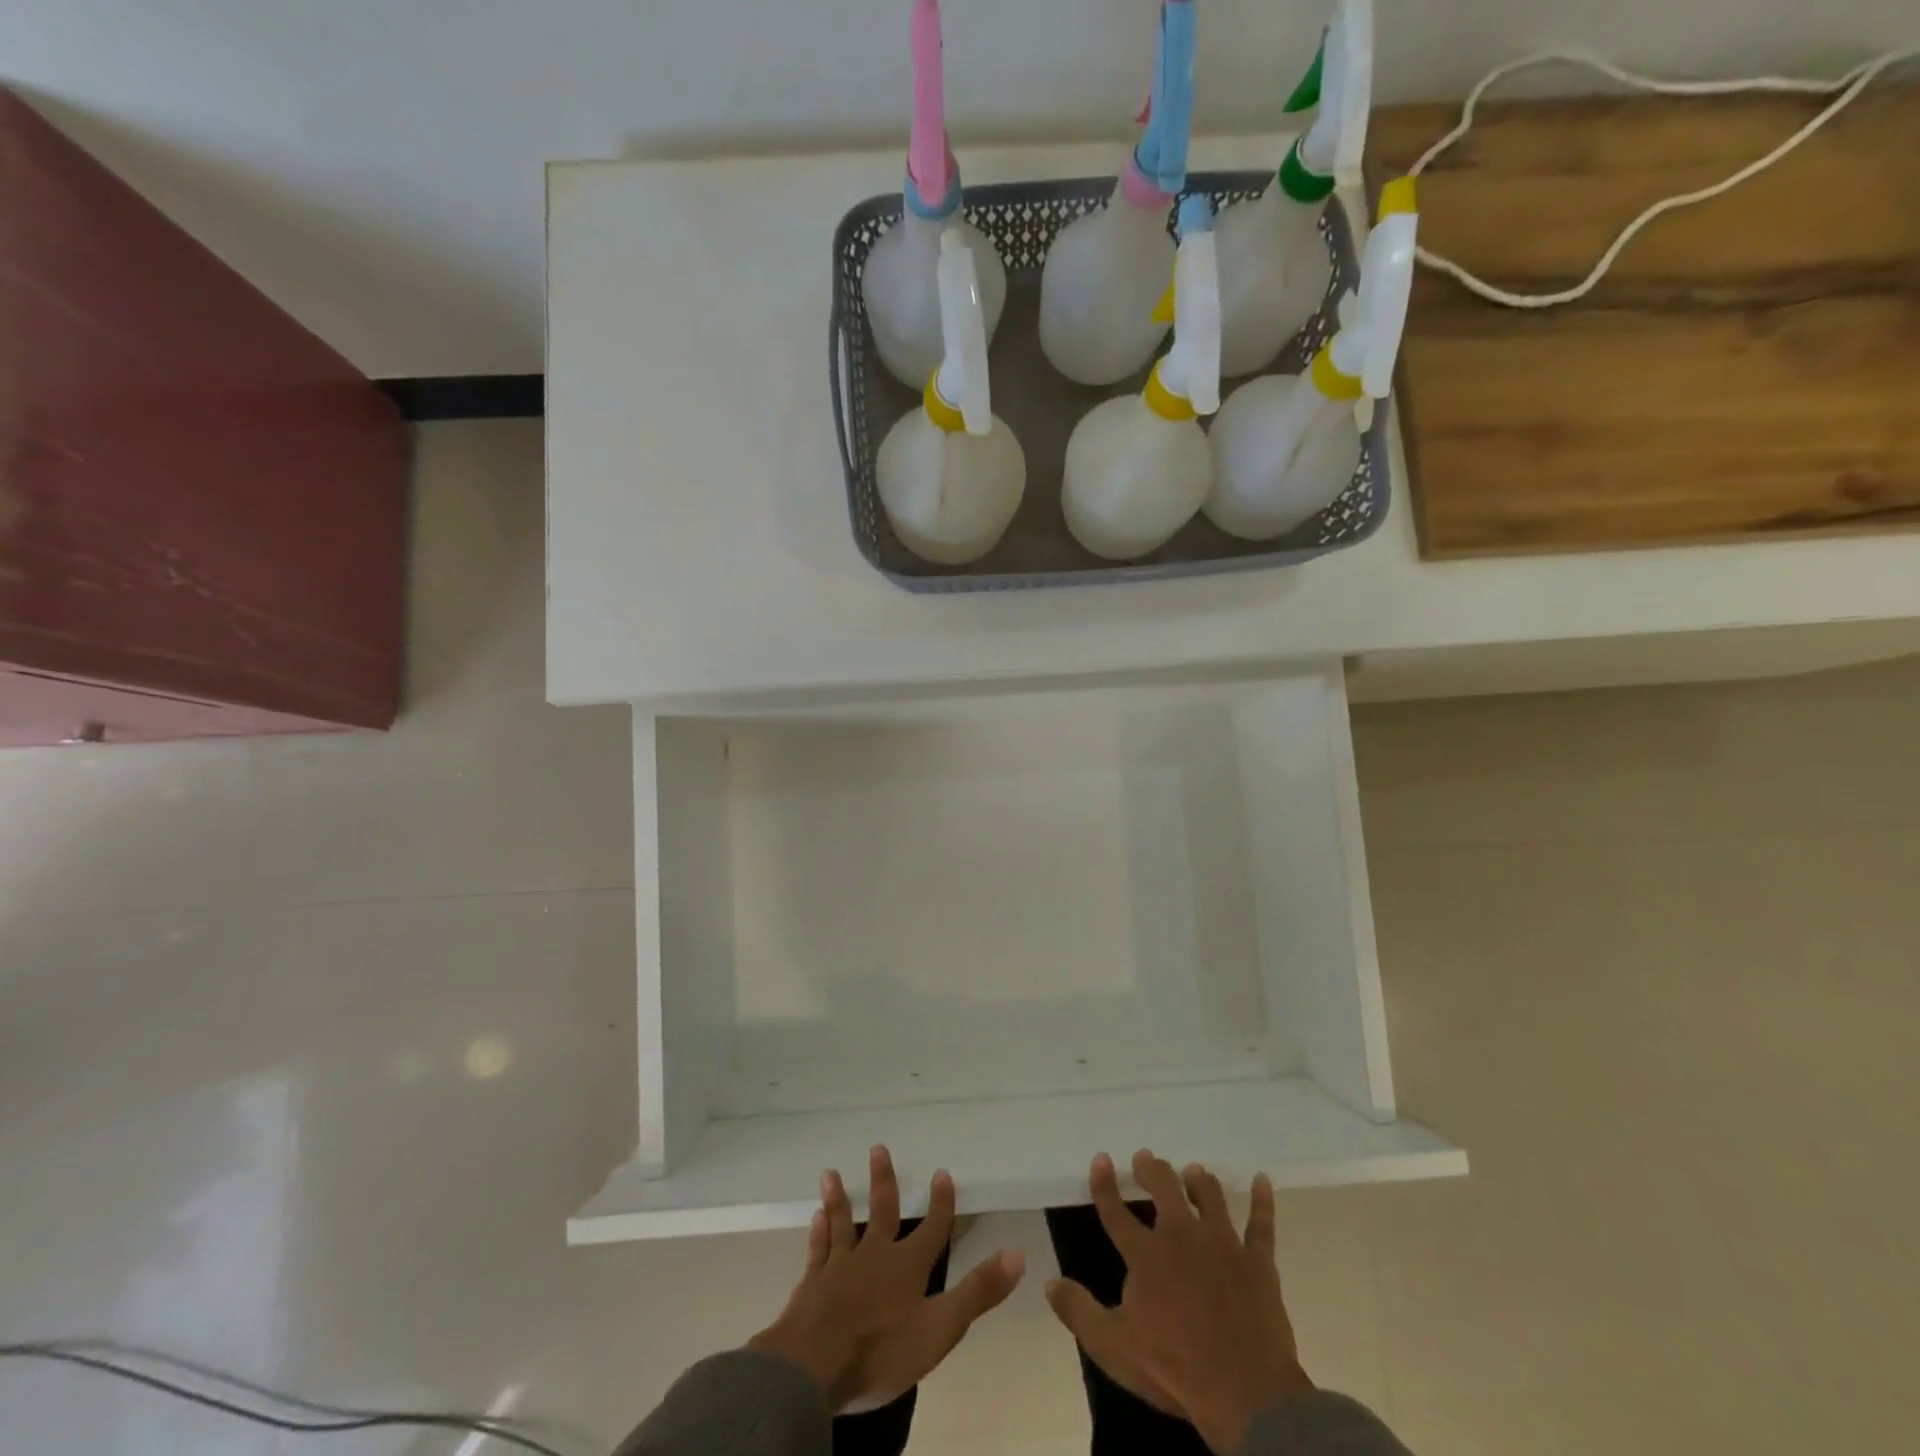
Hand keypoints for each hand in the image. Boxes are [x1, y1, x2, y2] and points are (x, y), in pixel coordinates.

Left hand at [747, 1145, 1024, 1412]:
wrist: (814, 1367)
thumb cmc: (882, 1349)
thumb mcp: (940, 1328)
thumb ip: (977, 1291)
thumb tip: (1018, 1254)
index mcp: (908, 1266)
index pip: (932, 1228)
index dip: (941, 1202)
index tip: (942, 1171)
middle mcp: (874, 1255)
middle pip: (882, 1211)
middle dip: (884, 1180)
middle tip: (878, 1147)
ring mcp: (840, 1266)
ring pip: (842, 1222)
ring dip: (839, 1198)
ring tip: (831, 1172)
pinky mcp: (812, 1283)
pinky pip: (818, 1250)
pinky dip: (818, 1232)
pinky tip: (815, 1216)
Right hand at [1045, 1150, 1312, 1454]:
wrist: (1245, 1393)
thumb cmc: (1174, 1369)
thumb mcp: (1113, 1347)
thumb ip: (1079, 1311)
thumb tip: (1049, 1282)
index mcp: (1146, 1255)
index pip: (1116, 1211)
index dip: (1105, 1184)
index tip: (1101, 1159)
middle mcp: (1182, 1236)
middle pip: (1165, 1189)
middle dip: (1153, 1170)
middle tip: (1147, 1159)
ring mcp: (1223, 1244)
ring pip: (1210, 1197)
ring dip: (1199, 1181)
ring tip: (1193, 1170)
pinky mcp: (1257, 1261)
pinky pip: (1261, 1224)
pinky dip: (1262, 1200)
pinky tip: (1262, 1180)